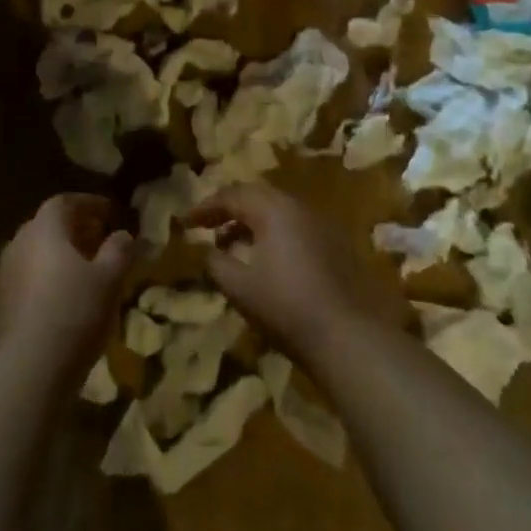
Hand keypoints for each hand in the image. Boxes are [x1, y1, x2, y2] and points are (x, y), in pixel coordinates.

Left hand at [0, 194, 135, 370]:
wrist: (30, 365)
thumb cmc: (75, 310)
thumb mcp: (110, 278)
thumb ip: (119, 250)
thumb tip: (123, 235)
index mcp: (44, 229)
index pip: (64, 202)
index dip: (89, 203)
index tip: (110, 212)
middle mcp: (19, 243)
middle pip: (48, 225)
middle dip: (76, 228)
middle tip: (102, 238)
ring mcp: (6, 273)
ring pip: (38, 252)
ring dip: (62, 253)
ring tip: (89, 268)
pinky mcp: (3, 301)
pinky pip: (30, 275)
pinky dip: (50, 275)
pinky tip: (68, 294)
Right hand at [182, 183, 400, 360]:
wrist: (347, 335)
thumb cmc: (285, 306)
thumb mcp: (238, 286)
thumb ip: (215, 262)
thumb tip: (206, 250)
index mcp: (273, 210)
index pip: (231, 195)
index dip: (204, 207)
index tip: (184, 222)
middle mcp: (298, 208)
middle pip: (256, 196)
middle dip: (228, 209)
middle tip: (206, 225)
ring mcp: (320, 225)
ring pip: (277, 211)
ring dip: (250, 222)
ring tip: (229, 245)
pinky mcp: (334, 244)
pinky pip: (293, 226)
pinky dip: (271, 233)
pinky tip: (262, 258)